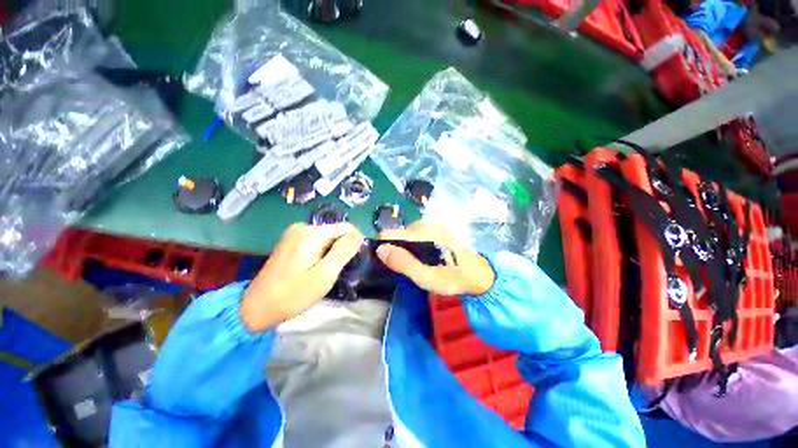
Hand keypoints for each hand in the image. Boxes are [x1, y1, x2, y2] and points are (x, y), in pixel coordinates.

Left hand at [241, 223, 363, 331]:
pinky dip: (322, 253)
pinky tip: (314, 268)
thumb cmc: (293, 294)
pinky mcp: (291, 241)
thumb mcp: (324, 274)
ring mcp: (295, 233)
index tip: (350, 263)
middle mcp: (302, 227)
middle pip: (336, 232)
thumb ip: (344, 251)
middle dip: (341, 249)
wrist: (256, 307)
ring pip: (328, 238)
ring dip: (332, 253)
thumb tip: (360, 234)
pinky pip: (317, 242)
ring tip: (324, 272)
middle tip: (334, 271)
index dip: (353, 244)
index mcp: (311, 232)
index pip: (346, 228)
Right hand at [376, 222, 494, 295]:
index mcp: (420, 233)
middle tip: (408, 267)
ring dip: (407, 249)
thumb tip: (380, 249)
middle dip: (397, 250)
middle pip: (398, 234)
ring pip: (407, 235)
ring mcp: (432, 226)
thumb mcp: (425, 276)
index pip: (389, 234)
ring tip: (418, 264)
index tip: (389, 264)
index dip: (384, 248)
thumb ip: (402, 262)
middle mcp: (424, 225)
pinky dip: (415, 246)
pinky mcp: (437, 230)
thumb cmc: (451, 277)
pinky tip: (425, 257)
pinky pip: (417, 236)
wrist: (478, 275)